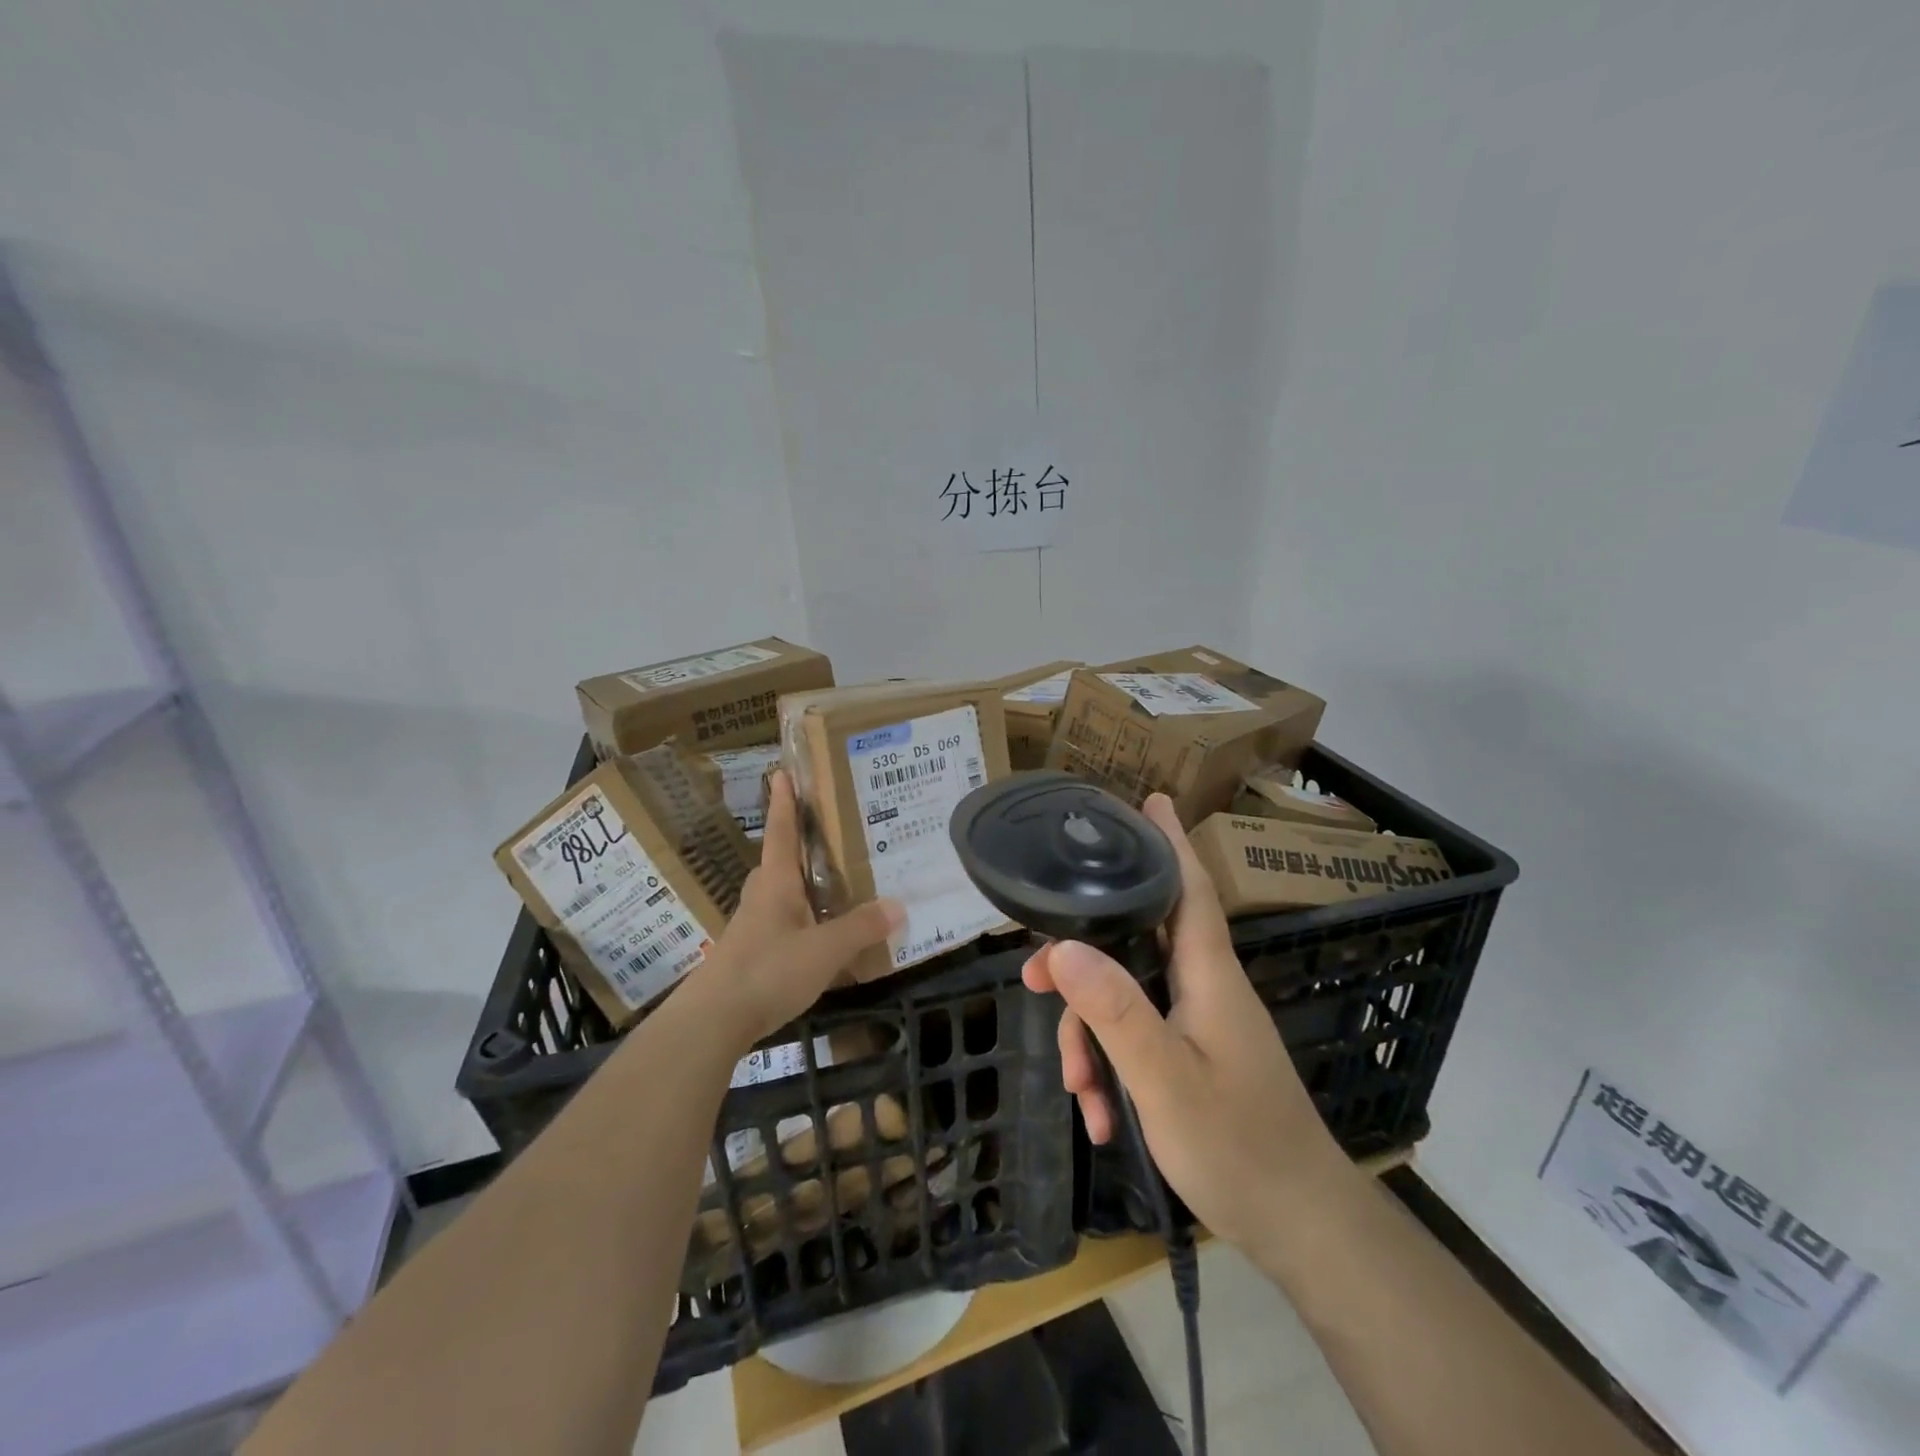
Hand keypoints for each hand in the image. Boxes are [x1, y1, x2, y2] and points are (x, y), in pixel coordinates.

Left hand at [690, 769, 903, 1050]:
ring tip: (835, 882)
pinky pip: (783, 923)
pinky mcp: (752, 954)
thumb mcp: (824, 950)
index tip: (781, 772)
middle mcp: (762, 897)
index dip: (784, 803)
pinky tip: (822, 934)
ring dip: (803, 884)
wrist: (713, 1020)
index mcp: (776, 883)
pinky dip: (803, 918)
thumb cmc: (768, 971)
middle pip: (779, 861)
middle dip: (798, 844)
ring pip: (781, 894)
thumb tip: (899, 905)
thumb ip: (860, 928)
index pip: (781, 832)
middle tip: (828, 833)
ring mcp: (753, 927)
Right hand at [1021, 794, 1340, 1254]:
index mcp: (1208, 974)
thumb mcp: (1164, 1079)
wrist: (1301, 1228)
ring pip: (1129, 998)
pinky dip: (1115, 1068)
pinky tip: (1103, 1117)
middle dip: (1082, 960)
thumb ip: (1115, 1011)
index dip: (1168, 842)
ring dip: (1094, 1036)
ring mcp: (1202, 1023)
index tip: (1150, 800)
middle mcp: (1205, 987)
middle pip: (1136, 942)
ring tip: (1080, 1091)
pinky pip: (1141, 1038)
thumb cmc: (1238, 1147)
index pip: (1188, 888)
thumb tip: (1063, 947)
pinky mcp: (1197, 1055)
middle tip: (1034, 979)